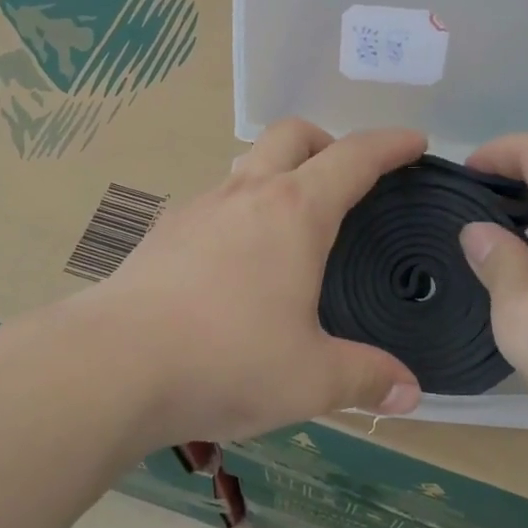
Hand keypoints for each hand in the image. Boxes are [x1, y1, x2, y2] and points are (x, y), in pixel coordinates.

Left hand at [93, 119, 425, 443]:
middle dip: (328, 141)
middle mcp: (246, 192)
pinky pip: (214, 200)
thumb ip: (366, 379)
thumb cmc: (226, 360)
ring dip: (278, 171)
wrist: (114, 365)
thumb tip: (409, 393)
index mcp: (294, 212)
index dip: (390, 144)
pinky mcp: (164, 232)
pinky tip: (237, 259)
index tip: (414, 142)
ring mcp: (198, 207)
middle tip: (346, 177)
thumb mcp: (311, 379)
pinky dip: (240, 208)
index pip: (354, 157)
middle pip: (293, 134)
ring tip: (292, 219)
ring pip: (247, 162)